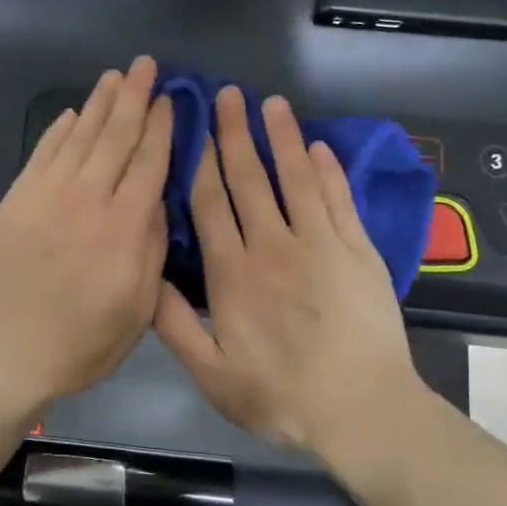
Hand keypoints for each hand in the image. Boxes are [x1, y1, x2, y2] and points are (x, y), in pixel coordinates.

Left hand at [0, 57, 172, 411]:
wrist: (10, 355)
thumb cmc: (85, 342)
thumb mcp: (139, 308)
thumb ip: (151, 247)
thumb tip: (157, 197)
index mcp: (123, 228)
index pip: (149, 162)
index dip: (162, 127)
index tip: (171, 98)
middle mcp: (86, 200)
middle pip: (115, 138)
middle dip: (134, 97)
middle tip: (146, 65)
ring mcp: (46, 197)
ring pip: (79, 138)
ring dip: (99, 104)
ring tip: (115, 76)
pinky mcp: (17, 202)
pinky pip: (42, 155)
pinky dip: (58, 131)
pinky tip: (72, 114)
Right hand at [154, 87, 425, 455]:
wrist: (361, 410)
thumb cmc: (280, 397)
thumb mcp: (211, 375)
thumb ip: (174, 325)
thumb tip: (145, 277)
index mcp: (232, 275)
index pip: (211, 206)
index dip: (201, 163)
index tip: (195, 129)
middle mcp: (272, 247)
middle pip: (249, 180)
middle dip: (236, 134)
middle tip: (228, 94)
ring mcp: (320, 245)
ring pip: (295, 178)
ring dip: (282, 138)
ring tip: (271, 103)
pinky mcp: (357, 251)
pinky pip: (338, 199)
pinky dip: (328, 170)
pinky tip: (319, 147)